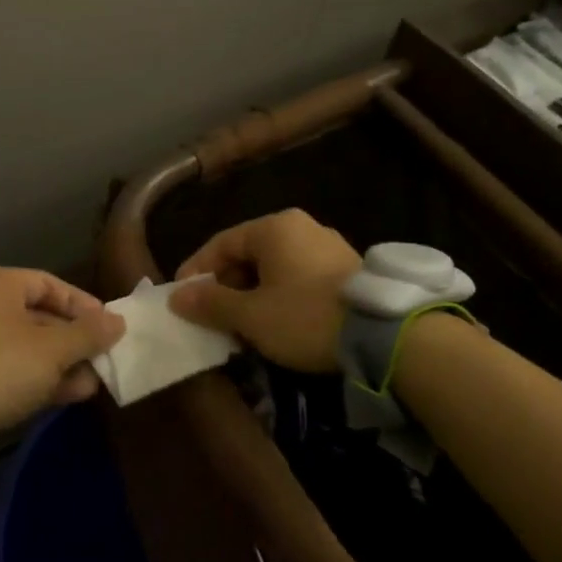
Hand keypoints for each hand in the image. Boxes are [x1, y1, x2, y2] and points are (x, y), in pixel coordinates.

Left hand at [0, 268, 124, 445]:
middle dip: (75, 340)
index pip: (49, 284)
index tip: (108, 326)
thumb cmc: (4, 365)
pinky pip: (12, 365)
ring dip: (63, 362)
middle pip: (39, 315)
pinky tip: (72, 393)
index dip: (82, 304)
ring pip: (28, 345)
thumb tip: (119, 321)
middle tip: (103, 357)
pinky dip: (40, 375)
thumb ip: (89, 334)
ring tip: (94, 381)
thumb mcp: (54, 349)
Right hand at [169, 209, 359, 372]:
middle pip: (248, 254)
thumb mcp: (251, 315)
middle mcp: (301, 227)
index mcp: (274, 228)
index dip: (196, 271)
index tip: (180, 298)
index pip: (220, 244)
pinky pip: (298, 277)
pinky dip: (279, 297)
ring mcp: (328, 246)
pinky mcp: (347, 270)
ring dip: (252, 294)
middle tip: (211, 317)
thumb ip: (210, 304)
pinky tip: (276, 323)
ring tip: (241, 325)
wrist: (385, 335)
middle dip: (225, 286)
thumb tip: (176, 298)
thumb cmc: (305, 316)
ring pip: (274, 268)